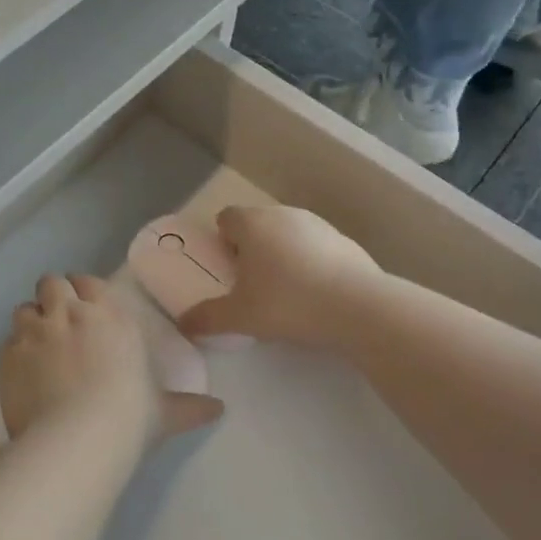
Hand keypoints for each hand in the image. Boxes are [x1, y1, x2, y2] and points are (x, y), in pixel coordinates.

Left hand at [0, 274, 222, 450]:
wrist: (78, 439)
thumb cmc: (129, 416)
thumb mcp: (164, 412)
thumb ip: (189, 407)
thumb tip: (219, 410)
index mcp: (109, 315)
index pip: (88, 282)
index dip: (84, 292)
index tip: (86, 310)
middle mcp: (69, 312)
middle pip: (51, 283)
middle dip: (53, 298)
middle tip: (60, 325)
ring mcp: (35, 331)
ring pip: (24, 308)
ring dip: (31, 321)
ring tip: (38, 347)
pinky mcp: (8, 355)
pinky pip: (8, 342)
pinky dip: (15, 352)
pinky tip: (24, 375)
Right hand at [178, 205, 380, 349]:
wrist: (357, 307)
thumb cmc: (287, 303)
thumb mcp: (240, 317)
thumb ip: (207, 318)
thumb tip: (182, 324)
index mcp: (252, 224)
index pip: (226, 218)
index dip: (222, 240)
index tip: (226, 268)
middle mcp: (283, 214)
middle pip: (258, 225)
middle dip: (251, 248)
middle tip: (251, 284)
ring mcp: (318, 225)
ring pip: (289, 234)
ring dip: (282, 254)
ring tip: (285, 292)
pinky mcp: (345, 241)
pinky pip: (317, 248)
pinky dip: (311, 263)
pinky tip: (316, 295)